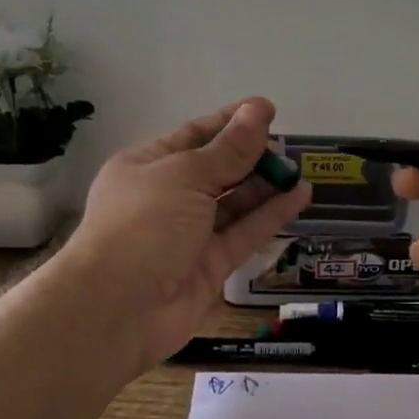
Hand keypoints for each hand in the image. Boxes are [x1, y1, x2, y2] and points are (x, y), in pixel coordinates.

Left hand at [62, 97, 311, 370]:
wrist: (118, 307)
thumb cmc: (143, 224)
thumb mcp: (185, 176)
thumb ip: (229, 149)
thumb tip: (259, 110)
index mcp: (147, 166)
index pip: (194, 136)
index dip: (231, 122)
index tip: (268, 110)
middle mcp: (167, 198)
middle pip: (216, 170)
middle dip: (251, 155)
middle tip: (289, 145)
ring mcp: (189, 234)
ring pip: (234, 204)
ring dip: (265, 185)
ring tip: (298, 168)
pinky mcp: (210, 266)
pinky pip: (244, 234)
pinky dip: (271, 215)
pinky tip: (299, 196)